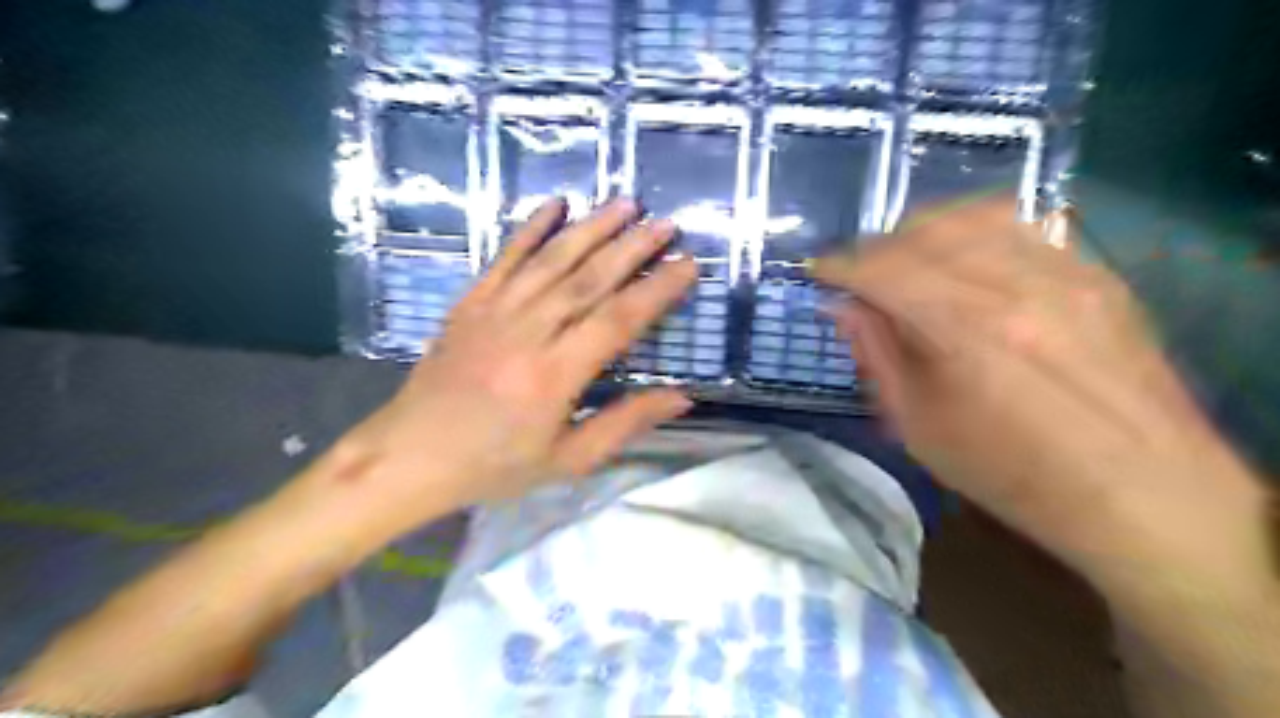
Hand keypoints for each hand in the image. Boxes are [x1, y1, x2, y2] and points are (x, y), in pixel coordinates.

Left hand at [338, 198, 697, 536]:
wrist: (409, 456)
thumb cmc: (494, 465)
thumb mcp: (568, 461)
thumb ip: (625, 423)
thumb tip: (682, 397)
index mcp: (553, 377)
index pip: (618, 321)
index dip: (657, 290)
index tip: (688, 265)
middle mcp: (526, 334)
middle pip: (588, 280)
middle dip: (632, 248)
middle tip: (666, 223)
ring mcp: (494, 311)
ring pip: (551, 260)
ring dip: (591, 228)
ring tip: (626, 204)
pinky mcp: (470, 303)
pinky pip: (504, 257)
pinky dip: (531, 229)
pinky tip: (555, 204)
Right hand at [809, 196, 1267, 588]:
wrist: (1142, 493)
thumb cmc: (1012, 472)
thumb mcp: (919, 425)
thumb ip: (877, 355)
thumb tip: (843, 307)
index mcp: (964, 329)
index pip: (883, 270)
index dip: (840, 266)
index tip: (817, 272)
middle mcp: (1015, 283)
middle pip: (924, 232)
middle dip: (877, 247)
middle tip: (860, 276)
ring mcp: (1064, 271)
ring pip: (973, 216)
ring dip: (924, 232)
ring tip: (907, 261)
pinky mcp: (1096, 273)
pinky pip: (1023, 226)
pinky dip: (975, 233)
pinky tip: (965, 261)